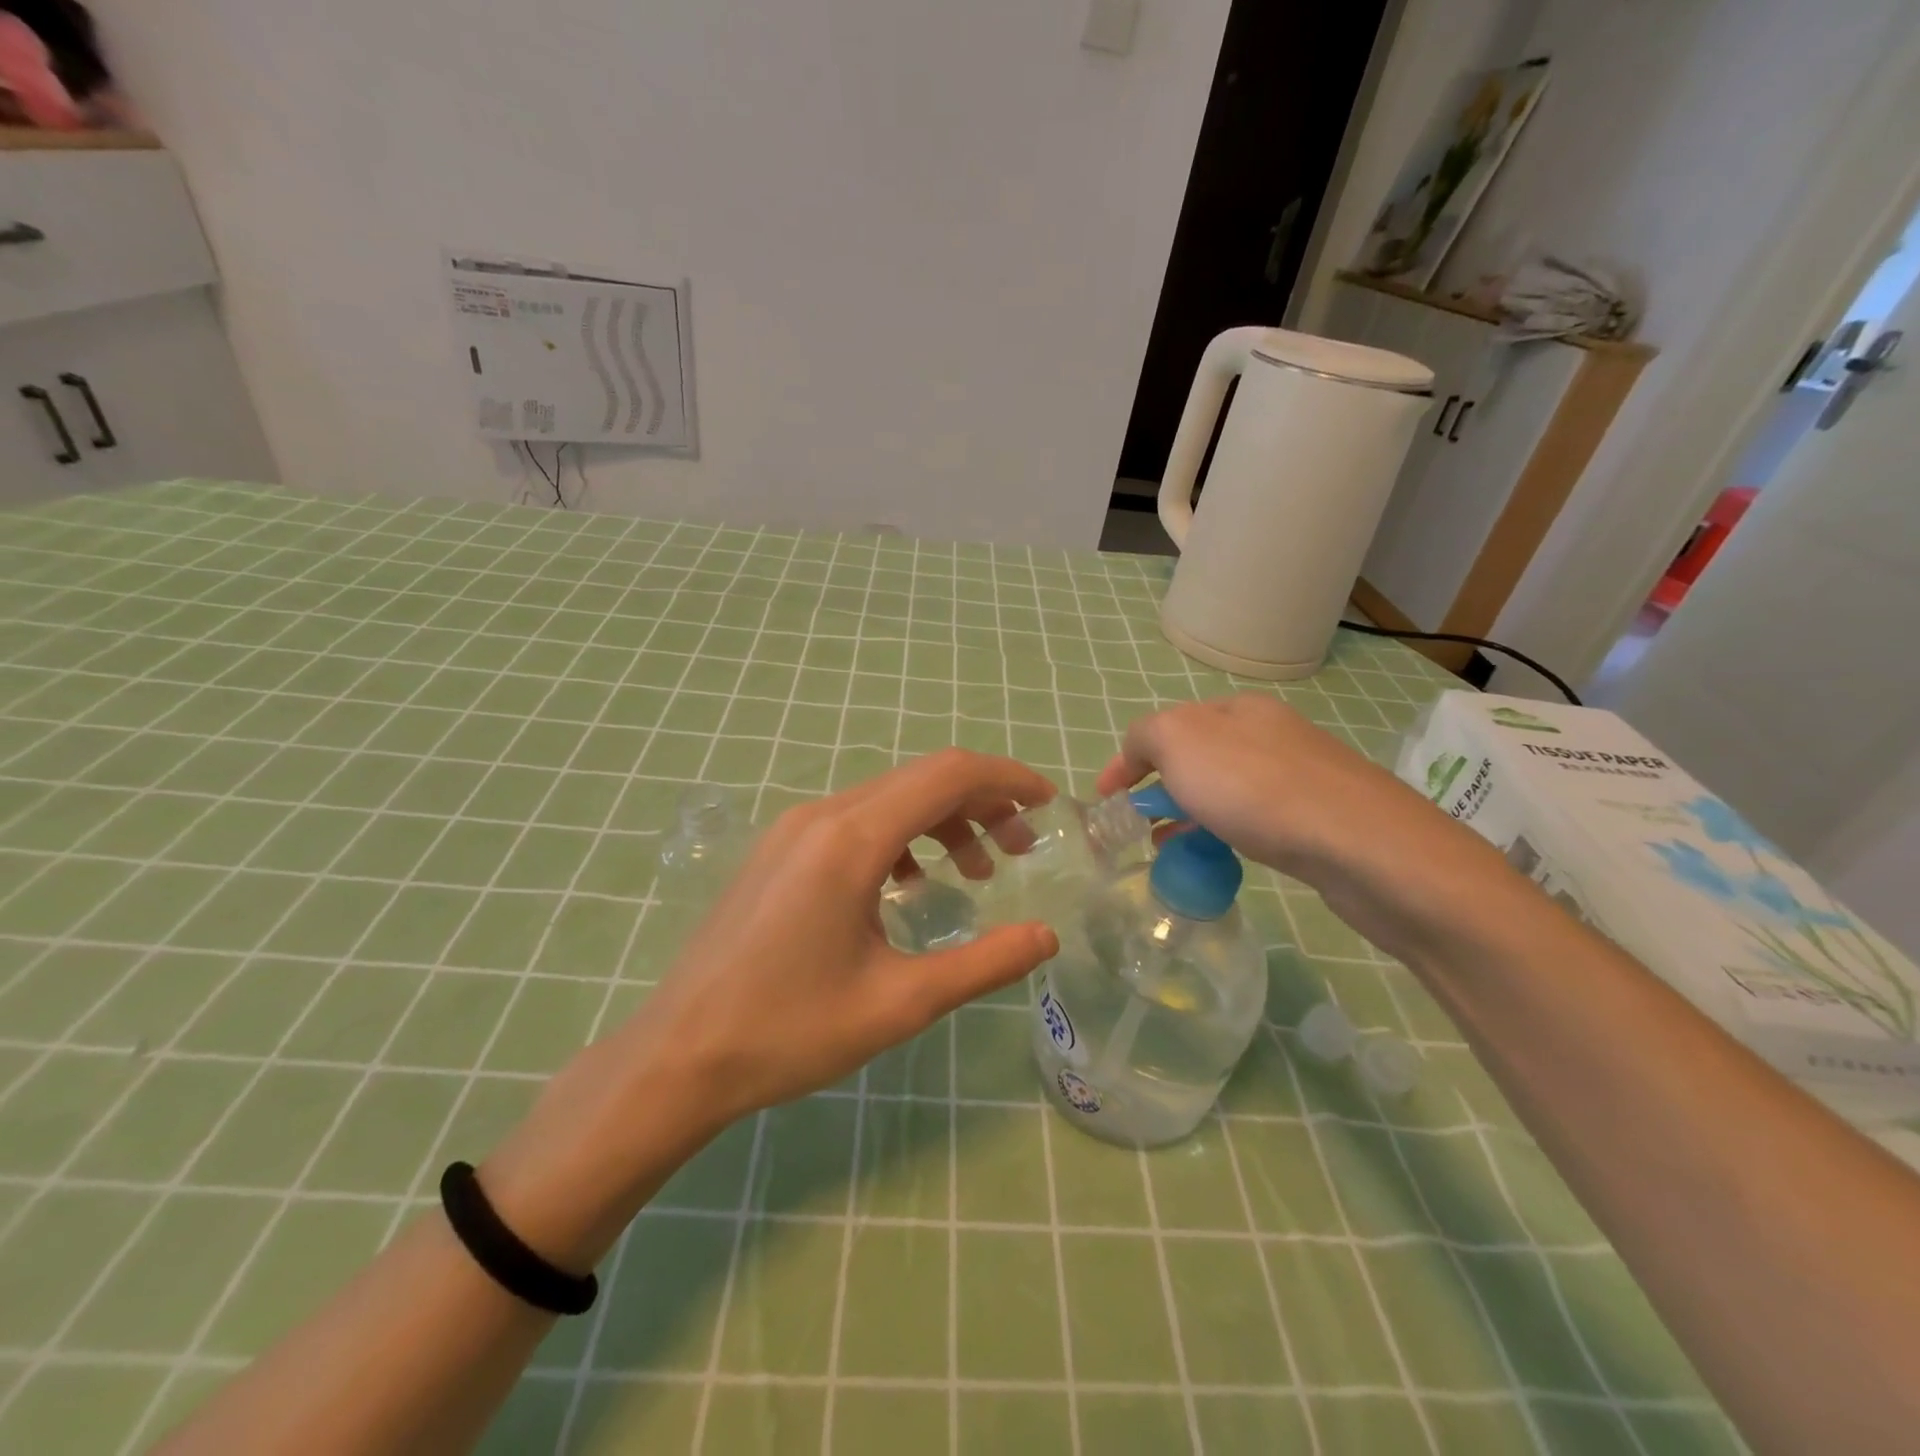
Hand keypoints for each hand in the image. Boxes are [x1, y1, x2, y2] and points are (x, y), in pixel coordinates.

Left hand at [481, 749, 1061, 1270]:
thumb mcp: (900, 1003)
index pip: (947, 775)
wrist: (678, 1056)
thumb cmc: (791, 1032)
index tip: (1048, 805)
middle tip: (1021, 849)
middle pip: (920, 779)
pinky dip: (900, 837)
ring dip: (941, 821)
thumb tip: (1046, 937)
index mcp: (851, 839)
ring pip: (888, 798)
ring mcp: (793, 828)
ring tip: (976, 871)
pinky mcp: (778, 849)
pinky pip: (855, 821)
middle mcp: (821, 814)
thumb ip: (983, 964)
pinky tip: (910, 885)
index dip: (1006, 780)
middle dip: (981, 803)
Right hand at [1092, 693, 1433, 873]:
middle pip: (1196, 758)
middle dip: (1160, 789)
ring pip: (1225, 790)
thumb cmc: (1255, 786)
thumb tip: (1139, 755)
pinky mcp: (1321, 815)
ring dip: (1190, 813)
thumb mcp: (1178, 740)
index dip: (1127, 761)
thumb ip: (1145, 736)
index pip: (1165, 726)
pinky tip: (1221, 855)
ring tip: (1170, 849)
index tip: (1105, 799)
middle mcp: (1271, 732)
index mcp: (1237, 708)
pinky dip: (1224, 830)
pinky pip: (1254, 817)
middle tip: (1140, 826)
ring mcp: (1301, 773)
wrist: (1358, 843)